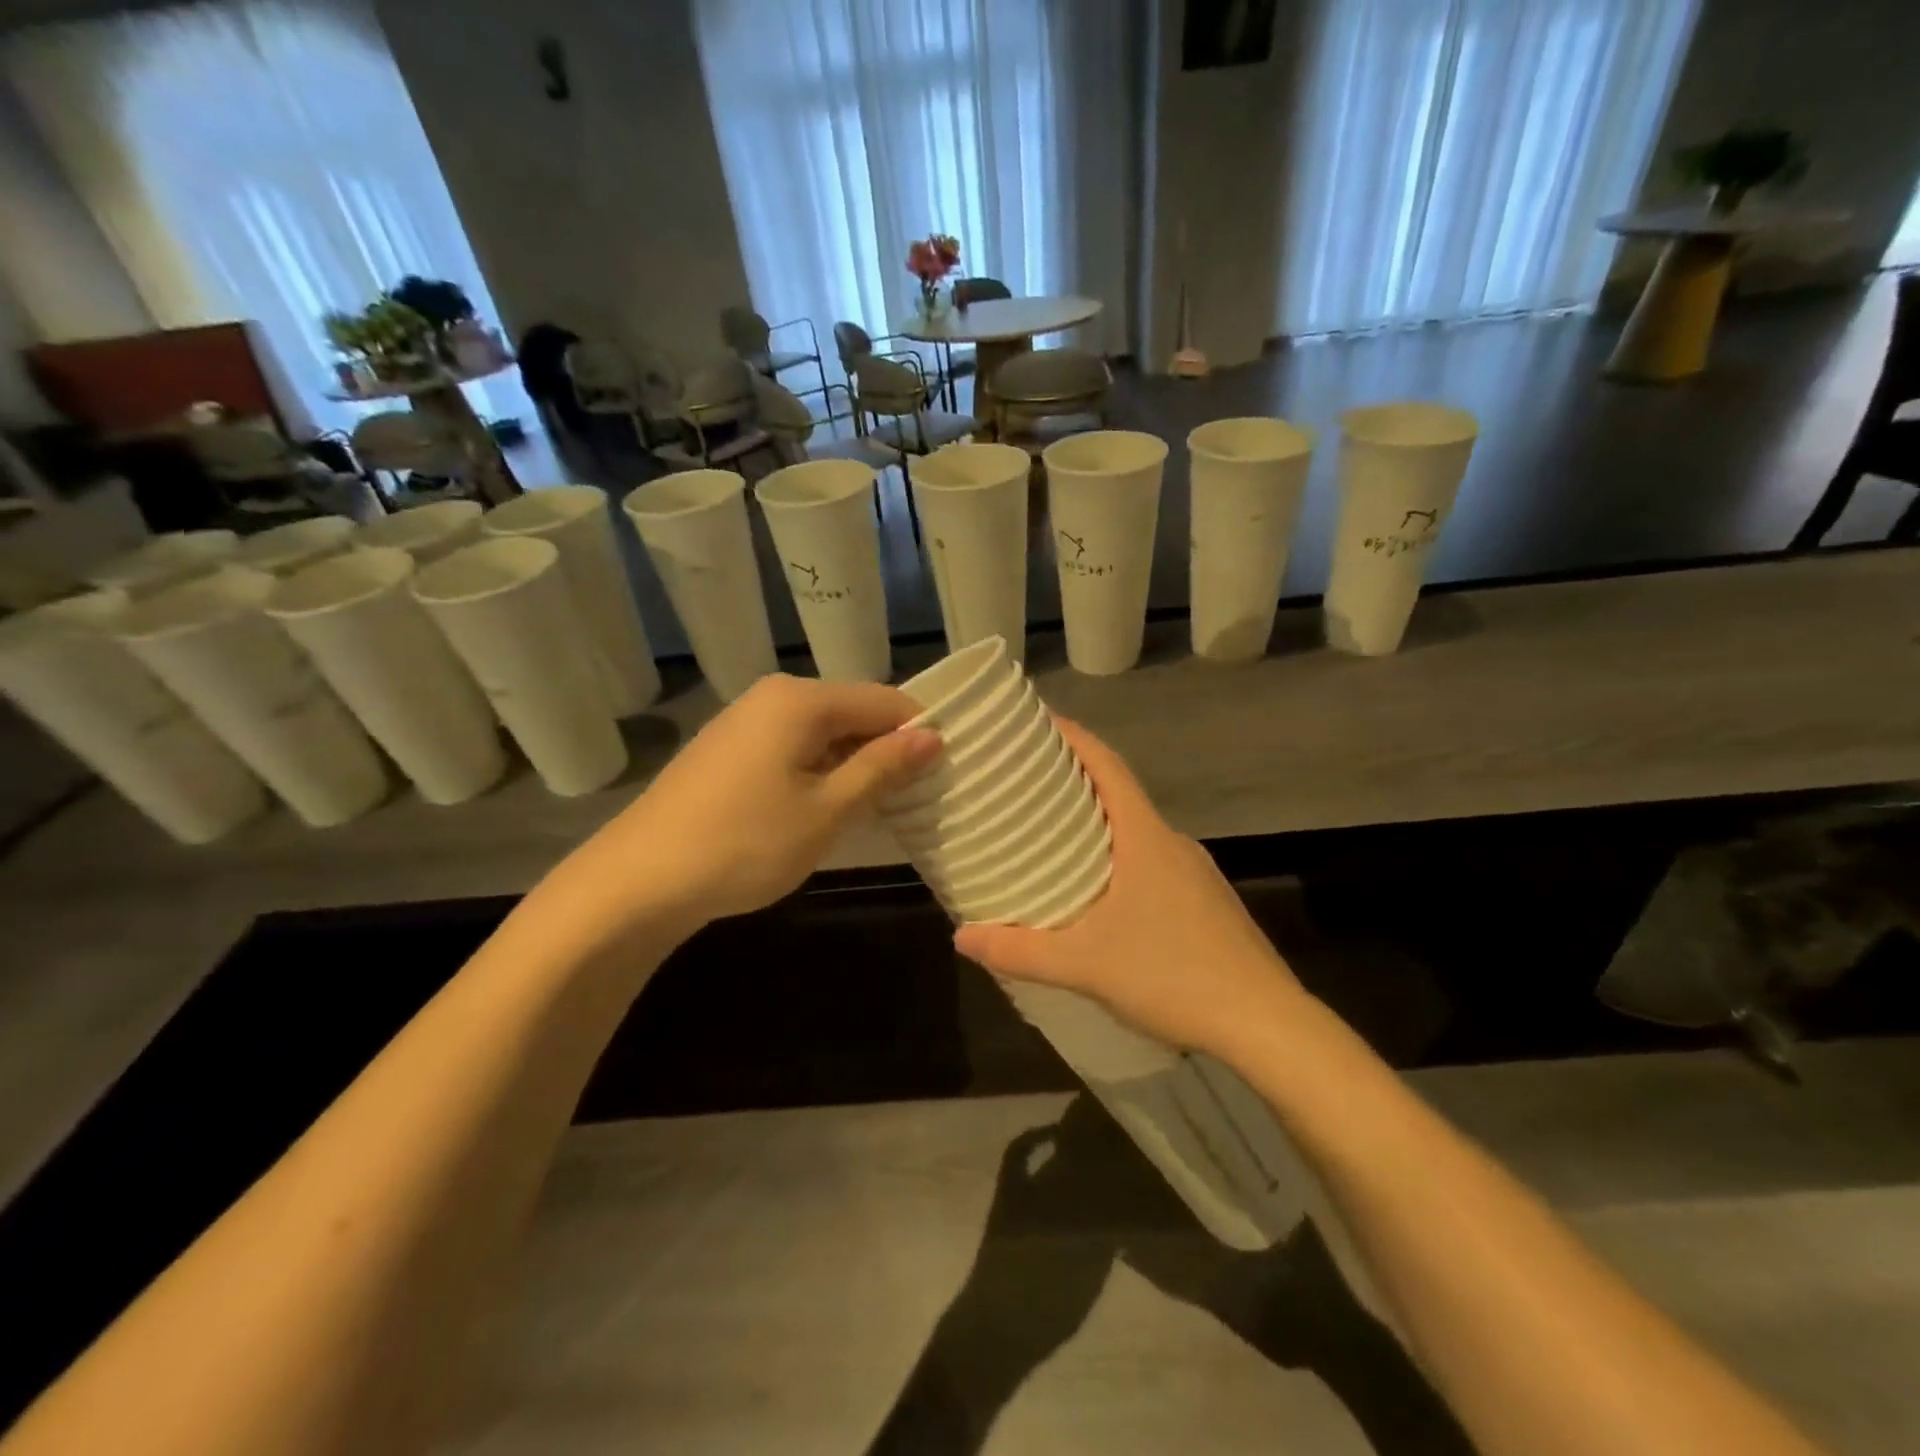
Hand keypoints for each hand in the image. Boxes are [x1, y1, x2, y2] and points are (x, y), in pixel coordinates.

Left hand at [559, 674, 939, 933]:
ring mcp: (744, 720)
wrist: (638, 880)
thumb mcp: (826, 810)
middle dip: (885, 749)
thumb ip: (881, 767)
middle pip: (851, 711)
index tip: (946, 769)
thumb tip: (932, 735)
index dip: (919, 732)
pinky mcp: (728, 749)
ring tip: (878, 806)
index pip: (883, 700)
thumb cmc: (744, 843)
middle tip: (915, 795)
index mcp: (801, 700)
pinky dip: (819, 770)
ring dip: (853, 763)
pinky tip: (824, 806)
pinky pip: (792, 746)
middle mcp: (773, 696)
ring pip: (822, 731)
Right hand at [953, 720, 1305, 1059]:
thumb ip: (1020, 951)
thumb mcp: (1084, 965)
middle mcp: (1173, 843)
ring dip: (1097, 823)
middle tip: (1025, 785)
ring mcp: (1196, 873)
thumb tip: (961, 937)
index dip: (1073, 737)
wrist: (1266, 1024)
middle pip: (1119, 794)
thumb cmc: (1173, 976)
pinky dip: (1120, 857)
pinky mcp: (1206, 902)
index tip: (1037, 722)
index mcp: (1146, 837)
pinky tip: (1100, 894)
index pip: (1107, 765)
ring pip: (1137, 831)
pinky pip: (1153, 861)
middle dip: (1075, 781)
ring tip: (1052, 837)